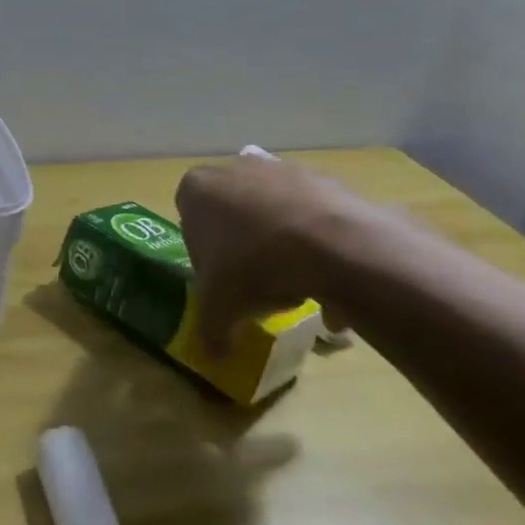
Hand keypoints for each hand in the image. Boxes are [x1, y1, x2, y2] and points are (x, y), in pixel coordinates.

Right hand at [175, 157, 391, 350]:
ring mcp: (282, 169)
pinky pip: (313, 217)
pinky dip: (318, 244)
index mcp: (197, 189)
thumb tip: (213, 355)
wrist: (333, 244)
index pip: (191, 223)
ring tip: (299, 289)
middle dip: (244, 249)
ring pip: (274, 216)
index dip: (205, 257)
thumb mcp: (221, 306)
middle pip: (233, 216)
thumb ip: (210, 328)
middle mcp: (235, 169)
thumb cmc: (255, 265)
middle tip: (259, 287)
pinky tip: (329, 281)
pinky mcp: (325, 179)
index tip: (223, 283)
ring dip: (282, 249)